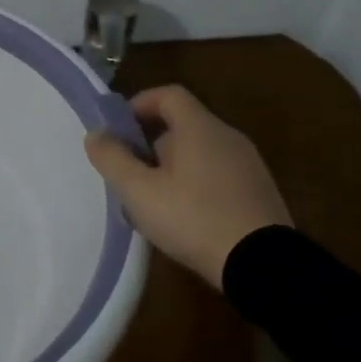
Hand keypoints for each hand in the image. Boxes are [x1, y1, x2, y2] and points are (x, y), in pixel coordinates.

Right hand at [83, 84, 289, 289]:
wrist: (265, 266)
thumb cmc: (194, 218)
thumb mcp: (140, 192)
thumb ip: (113, 159)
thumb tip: (95, 134)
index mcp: (200, 128)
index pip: (169, 95)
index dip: (140, 104)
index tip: (119, 128)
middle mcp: (228, 137)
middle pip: (183, 125)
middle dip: (151, 145)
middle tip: (131, 174)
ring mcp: (249, 166)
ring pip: (201, 153)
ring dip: (172, 168)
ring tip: (153, 202)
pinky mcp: (260, 193)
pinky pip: (219, 176)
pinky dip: (196, 185)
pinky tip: (185, 219)